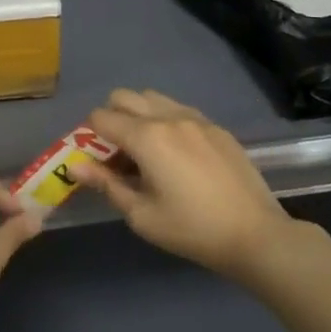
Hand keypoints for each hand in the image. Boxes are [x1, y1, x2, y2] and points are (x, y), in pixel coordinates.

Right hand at [70, 88, 292, 275]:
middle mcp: (168, 117)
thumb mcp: (142, 215)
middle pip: (124, 97)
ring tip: (147, 152)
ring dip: (139, 116)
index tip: (96, 161)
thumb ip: (106, 184)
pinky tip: (177, 156)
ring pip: (153, 98)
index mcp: (146, 137)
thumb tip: (75, 166)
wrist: (255, 234)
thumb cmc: (191, 229)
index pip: (101, 117)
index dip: (89, 136)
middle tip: (118, 154)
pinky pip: (179, 110)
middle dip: (112, 118)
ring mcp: (196, 118)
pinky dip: (166, 121)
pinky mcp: (216, 127)